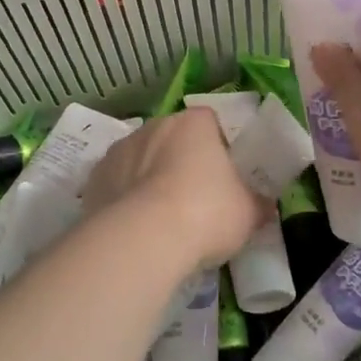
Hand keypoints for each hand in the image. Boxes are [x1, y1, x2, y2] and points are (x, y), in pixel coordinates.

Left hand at [82, 108, 266, 273]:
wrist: (143, 238)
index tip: (223, 177)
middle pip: (173, 138)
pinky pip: (116, 181)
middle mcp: (155, 125)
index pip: (210, 122)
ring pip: (141, 158)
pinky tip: (134, 225)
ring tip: (161, 218)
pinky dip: (124, 196)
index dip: (218, 147)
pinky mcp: (95, 176)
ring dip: (150, 177)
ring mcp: (121, 148)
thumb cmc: (206, 213)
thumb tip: (265, 207)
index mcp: (194, 123)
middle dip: (181, 161)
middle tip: (194, 200)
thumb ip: (257, 204)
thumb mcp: (248, 213)